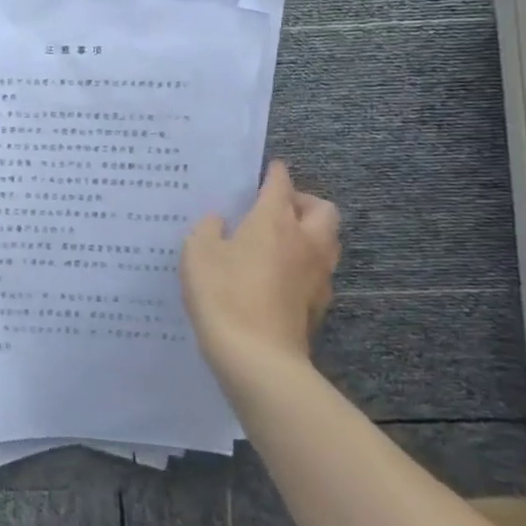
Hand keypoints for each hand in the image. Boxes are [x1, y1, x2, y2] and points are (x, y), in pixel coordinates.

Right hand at [181, 161, 340, 389]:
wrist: (257, 356)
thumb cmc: (223, 294)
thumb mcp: (198, 252)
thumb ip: (208, 229)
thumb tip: (220, 222)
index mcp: (274, 221)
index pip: (281, 184)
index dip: (275, 173)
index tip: (270, 168)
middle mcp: (305, 241)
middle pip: (322, 210)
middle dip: (304, 202)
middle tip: (278, 209)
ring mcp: (318, 275)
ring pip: (328, 241)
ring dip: (311, 233)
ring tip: (281, 240)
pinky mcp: (319, 305)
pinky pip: (319, 272)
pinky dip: (305, 265)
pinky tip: (280, 276)